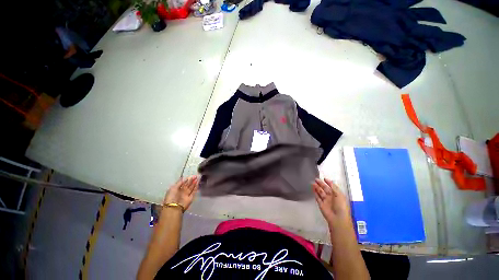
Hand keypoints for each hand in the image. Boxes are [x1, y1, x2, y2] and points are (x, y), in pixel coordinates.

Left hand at [163, 176, 198, 210]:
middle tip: (195, 176)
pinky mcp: (191, 197)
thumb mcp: (173, 188)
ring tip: (197, 178)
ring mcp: (187, 194)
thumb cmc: (171, 197)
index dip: (187, 179)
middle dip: (191, 180)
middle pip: (188, 185)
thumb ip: (179, 183)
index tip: (191, 176)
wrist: (174, 207)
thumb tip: (184, 178)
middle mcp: (182, 191)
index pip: (183, 183)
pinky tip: (198, 183)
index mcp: (177, 189)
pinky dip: (196, 187)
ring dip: (194, 183)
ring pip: (191, 187)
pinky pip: (194, 191)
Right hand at [312, 178, 351, 226]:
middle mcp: (331, 197)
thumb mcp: (339, 194)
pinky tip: (312, 189)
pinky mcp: (321, 204)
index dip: (328, 182)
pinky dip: (315, 193)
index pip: (332, 187)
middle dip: (320, 184)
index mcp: (337, 194)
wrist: (337, 218)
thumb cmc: (340, 206)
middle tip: (315, 179)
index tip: (324, 178)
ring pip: (320, 192)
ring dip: (316, 188)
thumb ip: (333, 187)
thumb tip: (327, 180)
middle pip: (325, 189)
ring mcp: (326, 201)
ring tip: (312, 183)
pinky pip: (317, 198)